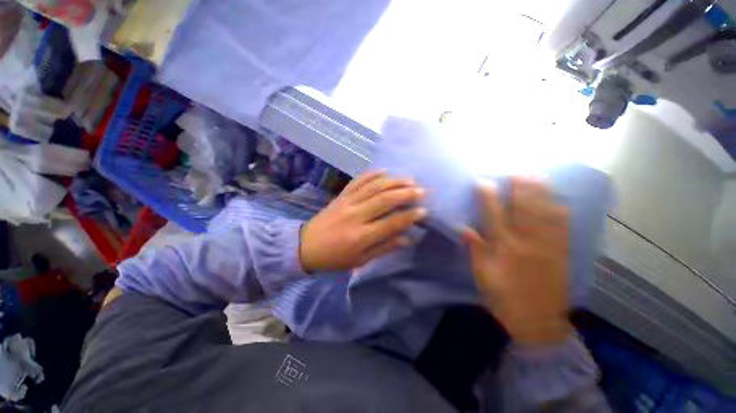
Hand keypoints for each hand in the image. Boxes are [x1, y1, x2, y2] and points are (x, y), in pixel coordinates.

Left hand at [299, 171, 425, 272]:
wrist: (306, 245)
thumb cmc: (335, 257)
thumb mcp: (360, 260)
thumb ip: (384, 248)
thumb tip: (407, 238)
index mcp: (361, 236)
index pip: (391, 223)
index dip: (409, 217)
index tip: (424, 211)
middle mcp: (356, 216)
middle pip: (384, 200)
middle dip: (405, 194)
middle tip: (421, 191)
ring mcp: (347, 202)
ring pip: (374, 187)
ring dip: (393, 181)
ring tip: (409, 179)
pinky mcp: (341, 195)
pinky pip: (358, 181)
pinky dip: (372, 174)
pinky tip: (385, 171)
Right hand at [463, 177, 571, 346]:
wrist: (538, 321)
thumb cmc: (503, 297)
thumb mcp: (482, 276)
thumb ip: (475, 250)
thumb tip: (464, 229)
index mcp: (504, 248)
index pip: (493, 215)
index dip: (487, 197)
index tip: (482, 182)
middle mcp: (527, 242)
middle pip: (523, 209)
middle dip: (519, 188)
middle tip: (515, 170)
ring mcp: (548, 246)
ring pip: (544, 214)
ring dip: (540, 193)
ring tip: (536, 176)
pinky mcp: (562, 253)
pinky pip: (563, 228)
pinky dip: (560, 211)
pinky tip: (558, 200)